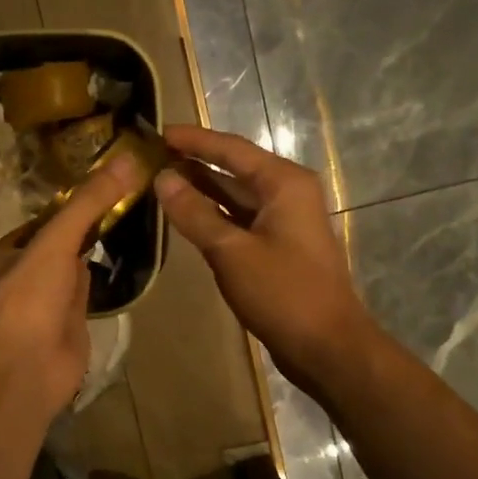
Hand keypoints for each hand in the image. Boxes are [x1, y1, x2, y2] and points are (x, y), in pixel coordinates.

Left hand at [0, 154, 138, 420]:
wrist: (27, 368)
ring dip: (96, 247)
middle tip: (126, 193)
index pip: (44, 218)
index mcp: (7, 253)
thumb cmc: (29, 298)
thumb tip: (127, 159)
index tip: (106, 178)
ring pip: (75, 265)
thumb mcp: (55, 242)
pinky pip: (89, 291)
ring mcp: (48, 301)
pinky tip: (124, 258)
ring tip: (130, 215)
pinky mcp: (70, 323)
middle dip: (87, 222)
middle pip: (60, 240)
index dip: (72, 200)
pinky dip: (103, 276)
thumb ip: (88, 203)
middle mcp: (24, 274)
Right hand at [154, 125, 374, 394]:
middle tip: (151, 157)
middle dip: (194, 163)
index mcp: (284, 183)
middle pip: (234, 169)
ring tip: (159, 181)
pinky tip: (183, 217)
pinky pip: (238, 220)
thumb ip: (194, 213)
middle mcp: (286, 194)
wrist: (326, 346)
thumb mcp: (231, 251)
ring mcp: (282, 222)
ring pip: (234, 197)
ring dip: (200, 190)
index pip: (232, 149)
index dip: (194, 140)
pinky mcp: (275, 248)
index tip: (158, 132)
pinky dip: (211, 216)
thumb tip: (162, 178)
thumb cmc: (283, 293)